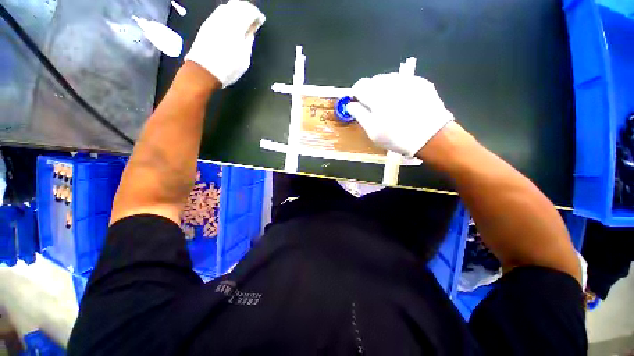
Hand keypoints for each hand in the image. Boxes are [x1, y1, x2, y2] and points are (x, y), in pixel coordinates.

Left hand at [185, 0, 265, 87]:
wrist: (204, 71)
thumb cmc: (227, 68)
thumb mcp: (244, 58)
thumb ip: (249, 40)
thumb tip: (252, 30)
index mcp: (236, 27)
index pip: (249, 12)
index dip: (257, 15)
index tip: (261, 20)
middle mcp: (224, 18)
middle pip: (238, 5)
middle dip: (247, 9)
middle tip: (253, 17)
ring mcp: (214, 20)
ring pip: (228, 6)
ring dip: (237, 9)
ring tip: (244, 18)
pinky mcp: (207, 24)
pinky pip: (220, 12)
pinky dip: (228, 13)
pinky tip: (232, 21)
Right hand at [346, 73, 453, 156]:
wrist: (431, 136)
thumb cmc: (396, 137)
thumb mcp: (372, 131)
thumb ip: (359, 114)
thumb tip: (350, 104)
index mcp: (376, 95)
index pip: (359, 86)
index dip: (356, 94)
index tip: (357, 103)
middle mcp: (391, 83)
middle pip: (373, 81)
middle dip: (370, 92)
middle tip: (374, 107)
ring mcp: (407, 81)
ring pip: (387, 79)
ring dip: (383, 89)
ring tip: (388, 104)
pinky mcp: (420, 82)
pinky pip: (402, 81)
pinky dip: (398, 89)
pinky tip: (402, 102)